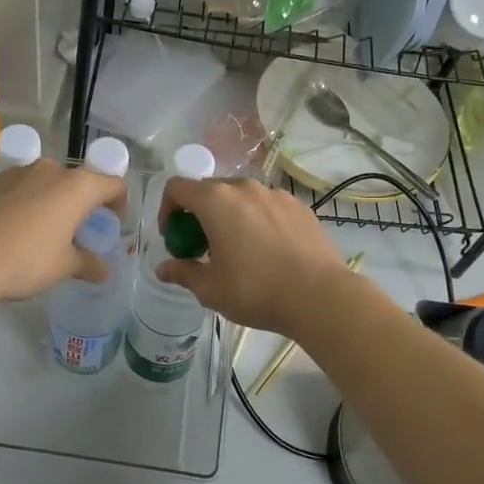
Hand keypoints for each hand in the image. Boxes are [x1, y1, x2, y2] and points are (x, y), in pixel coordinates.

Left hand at [0, 159, 126, 302]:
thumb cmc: (25, 260)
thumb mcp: (63, 267)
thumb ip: (88, 264)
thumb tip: (104, 272)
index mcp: (77, 187)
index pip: (113, 184)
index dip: (119, 203)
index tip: (112, 224)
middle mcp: (50, 170)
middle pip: (78, 182)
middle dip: (83, 205)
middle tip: (78, 233)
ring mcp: (17, 172)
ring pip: (46, 183)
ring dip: (53, 202)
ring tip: (43, 232)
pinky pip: (19, 188)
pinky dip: (26, 203)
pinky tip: (13, 230)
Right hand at [155, 177, 348, 336]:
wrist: (320, 296)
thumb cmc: (256, 290)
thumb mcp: (210, 289)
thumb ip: (183, 273)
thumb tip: (163, 269)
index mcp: (216, 201)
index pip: (177, 188)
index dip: (167, 210)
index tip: (174, 238)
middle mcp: (244, 187)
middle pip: (209, 190)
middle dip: (197, 215)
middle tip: (202, 247)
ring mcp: (275, 194)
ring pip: (240, 197)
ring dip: (228, 216)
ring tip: (237, 249)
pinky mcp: (299, 206)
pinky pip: (266, 206)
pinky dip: (257, 220)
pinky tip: (267, 250)